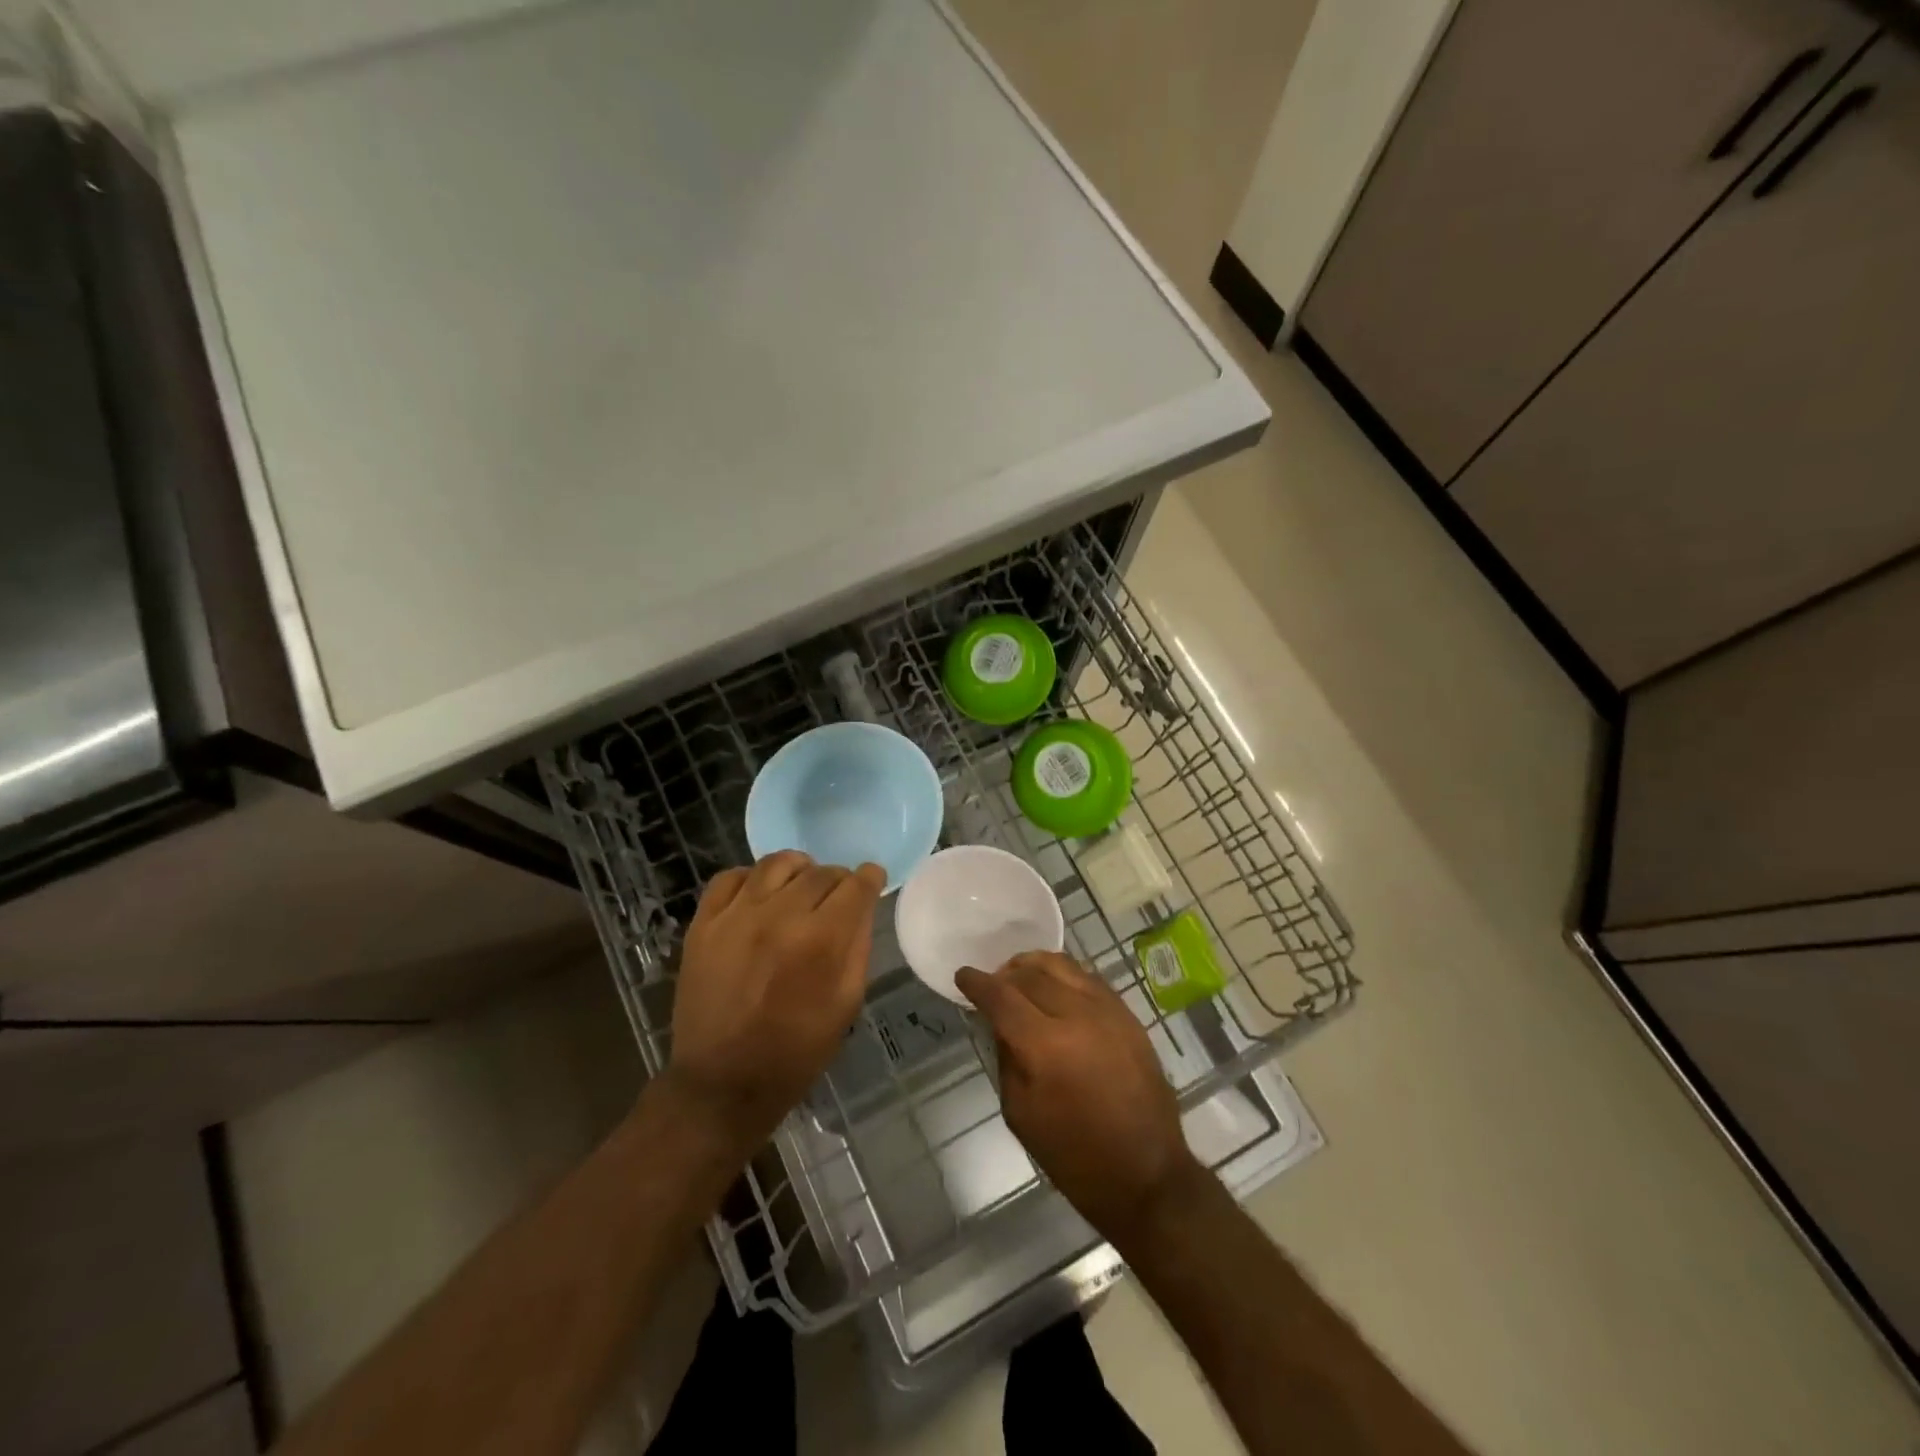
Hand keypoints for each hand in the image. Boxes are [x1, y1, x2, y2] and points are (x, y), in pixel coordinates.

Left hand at [665, 851, 884, 1155]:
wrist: (722, 1083)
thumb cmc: (796, 1051)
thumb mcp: (846, 1004)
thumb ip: (858, 947)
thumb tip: (862, 907)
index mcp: (821, 940)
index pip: (856, 885)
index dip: (870, 878)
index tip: (872, 880)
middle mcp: (779, 916)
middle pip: (821, 872)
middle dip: (838, 879)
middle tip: (838, 896)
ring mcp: (736, 915)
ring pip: (777, 863)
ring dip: (799, 871)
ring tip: (800, 888)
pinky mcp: (703, 923)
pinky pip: (731, 876)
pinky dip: (752, 878)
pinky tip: (760, 896)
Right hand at [955, 951, 1199, 1241]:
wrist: (1146, 1173)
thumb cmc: (1074, 1156)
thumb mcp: (1021, 1113)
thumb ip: (1006, 1058)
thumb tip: (1000, 1023)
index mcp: (1044, 1045)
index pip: (1001, 996)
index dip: (977, 983)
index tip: (963, 976)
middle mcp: (1076, 1015)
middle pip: (1030, 974)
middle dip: (1004, 974)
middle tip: (992, 984)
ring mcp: (1106, 1010)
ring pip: (1061, 965)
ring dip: (1033, 966)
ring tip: (1021, 977)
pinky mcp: (1127, 1015)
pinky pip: (1087, 978)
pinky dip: (1063, 975)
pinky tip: (1055, 988)